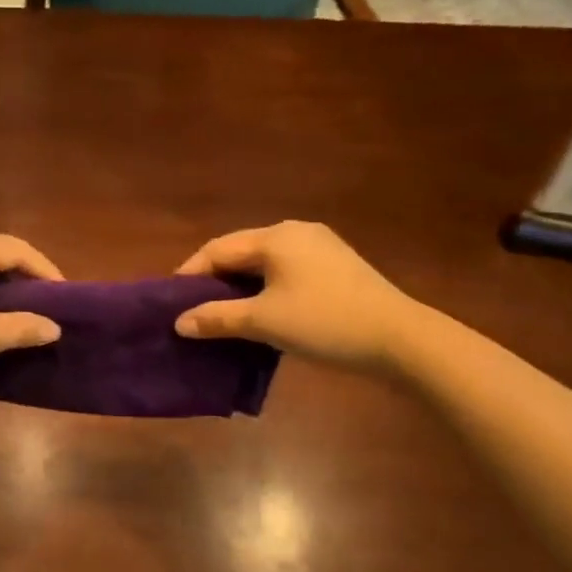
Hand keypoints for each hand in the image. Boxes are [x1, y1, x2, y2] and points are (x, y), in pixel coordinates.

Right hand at [173, 221, 426, 367]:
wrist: (400, 339)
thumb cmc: (324, 322)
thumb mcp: (264, 321)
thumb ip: (217, 318)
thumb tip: (179, 322)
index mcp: (275, 237)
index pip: (217, 249)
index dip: (190, 274)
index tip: (171, 302)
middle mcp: (295, 232)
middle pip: (240, 251)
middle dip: (214, 280)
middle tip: (193, 309)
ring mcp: (319, 247)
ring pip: (264, 262)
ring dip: (240, 286)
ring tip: (222, 314)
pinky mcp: (336, 266)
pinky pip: (286, 270)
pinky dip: (265, 288)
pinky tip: (261, 311)